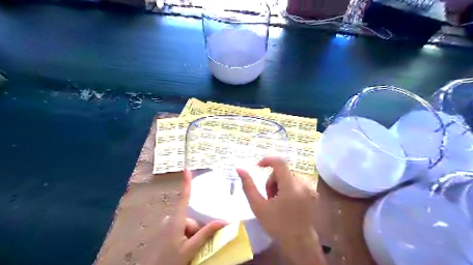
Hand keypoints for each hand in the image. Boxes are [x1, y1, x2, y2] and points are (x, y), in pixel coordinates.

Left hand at [143, 170, 225, 264]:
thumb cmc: (171, 261)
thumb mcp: (191, 248)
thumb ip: (206, 234)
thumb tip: (223, 221)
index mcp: (177, 221)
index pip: (184, 198)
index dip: (186, 183)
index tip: (187, 169)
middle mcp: (171, 220)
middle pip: (190, 217)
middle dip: (196, 229)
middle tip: (196, 244)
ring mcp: (168, 226)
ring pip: (187, 225)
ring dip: (192, 234)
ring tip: (191, 248)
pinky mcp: (167, 232)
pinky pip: (182, 229)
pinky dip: (186, 236)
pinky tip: (185, 247)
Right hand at [237, 157, 325, 264]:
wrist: (299, 242)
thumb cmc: (277, 225)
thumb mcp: (258, 206)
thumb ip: (248, 186)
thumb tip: (239, 169)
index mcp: (291, 187)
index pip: (280, 162)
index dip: (267, 160)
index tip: (258, 166)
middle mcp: (303, 184)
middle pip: (281, 171)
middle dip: (272, 181)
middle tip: (268, 197)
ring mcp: (309, 188)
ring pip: (287, 176)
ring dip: (279, 184)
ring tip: (277, 201)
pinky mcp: (312, 191)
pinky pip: (295, 180)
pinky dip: (287, 187)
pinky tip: (286, 201)